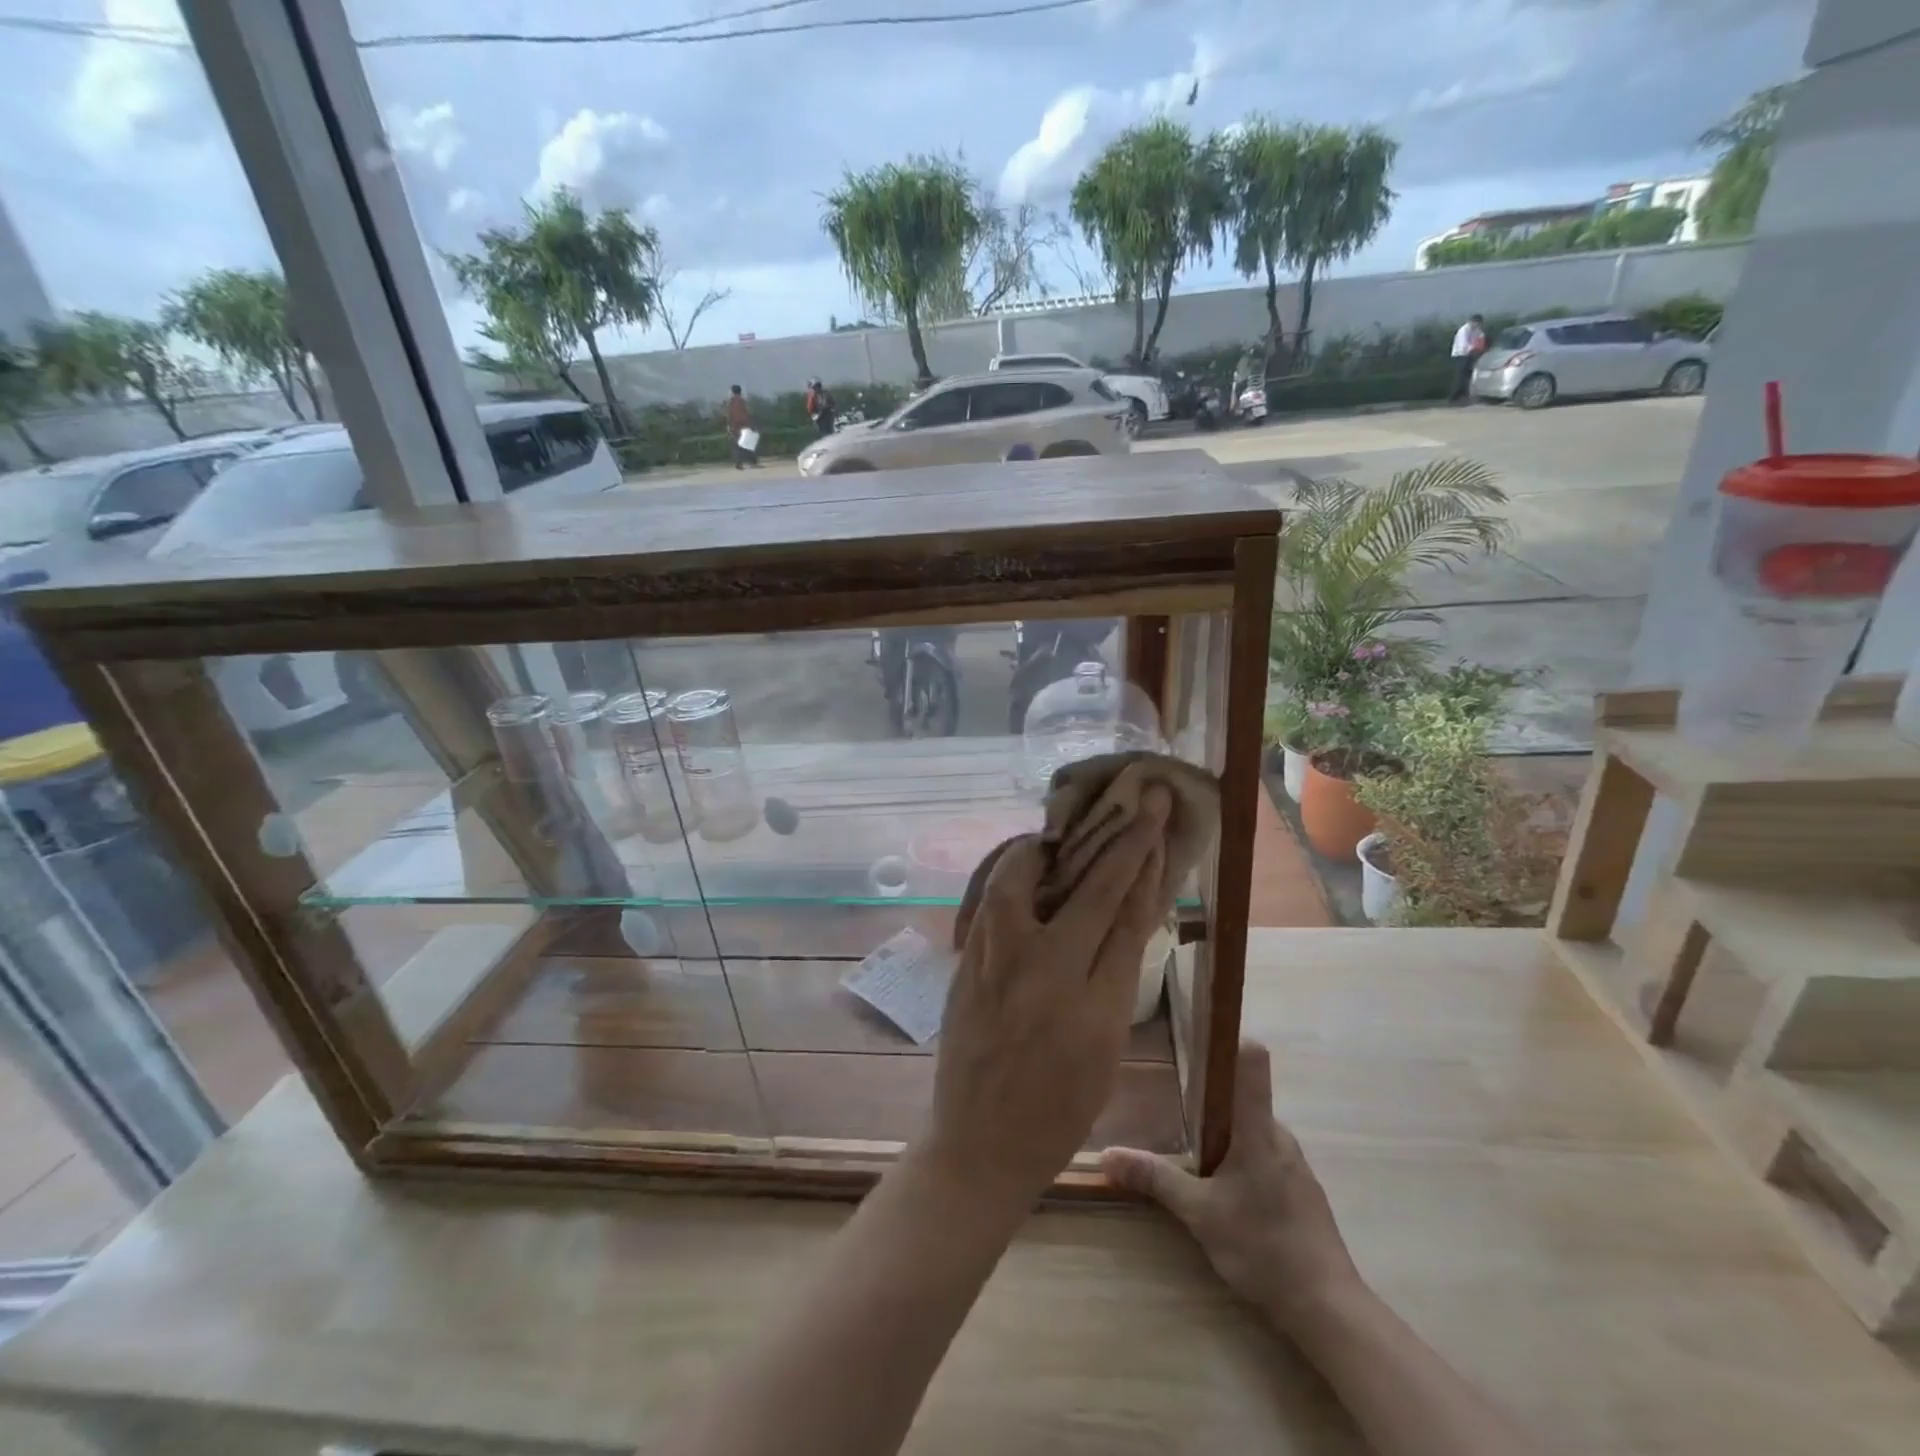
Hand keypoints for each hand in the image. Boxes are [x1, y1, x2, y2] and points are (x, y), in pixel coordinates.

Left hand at [925, 786, 1172, 1205]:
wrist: (980, 1144)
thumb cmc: (1058, 1110)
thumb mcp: (1107, 1050)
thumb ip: (1116, 978)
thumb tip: (1124, 914)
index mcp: (1096, 1006)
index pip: (1129, 915)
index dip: (1147, 862)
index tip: (1158, 822)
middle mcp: (1047, 974)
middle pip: (1091, 889)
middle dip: (1123, 838)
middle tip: (1139, 798)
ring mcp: (998, 964)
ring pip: (1024, 880)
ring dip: (1048, 847)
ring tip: (1061, 835)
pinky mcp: (966, 963)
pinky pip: (991, 901)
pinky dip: (1011, 874)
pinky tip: (1024, 867)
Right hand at [1103, 1041, 1363, 1331]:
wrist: (1328, 1309)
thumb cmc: (1263, 1246)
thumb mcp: (1199, 1214)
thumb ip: (1155, 1178)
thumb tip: (1106, 1155)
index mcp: (1258, 1128)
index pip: (1253, 1062)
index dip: (1229, 1041)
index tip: (1199, 1036)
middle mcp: (1280, 1135)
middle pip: (1243, 1099)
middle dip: (1210, 1103)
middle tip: (1174, 1112)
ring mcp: (1295, 1164)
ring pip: (1253, 1132)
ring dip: (1226, 1139)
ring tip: (1194, 1157)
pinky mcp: (1303, 1191)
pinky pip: (1266, 1157)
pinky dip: (1243, 1164)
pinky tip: (1226, 1195)